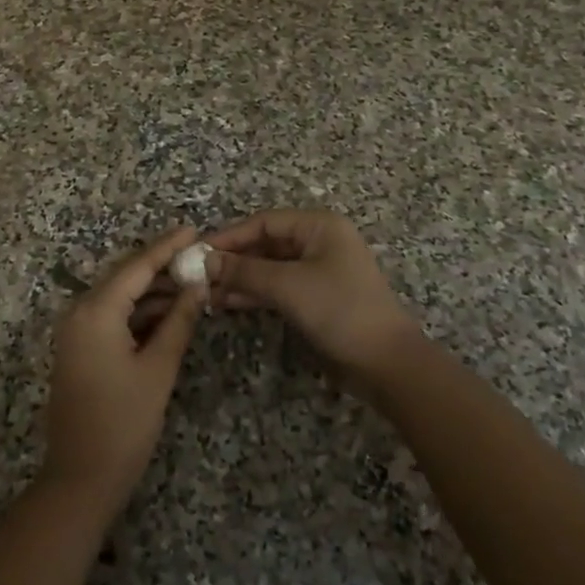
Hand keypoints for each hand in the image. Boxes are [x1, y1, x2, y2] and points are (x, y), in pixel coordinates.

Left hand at [42, 227, 204, 518]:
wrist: (80, 479)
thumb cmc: (123, 423)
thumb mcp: (158, 369)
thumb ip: (179, 321)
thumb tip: (197, 286)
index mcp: (95, 311)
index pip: (136, 267)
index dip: (167, 247)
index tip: (193, 229)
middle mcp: (79, 312)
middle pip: (125, 278)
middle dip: (162, 268)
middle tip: (198, 257)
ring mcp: (76, 332)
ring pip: (120, 299)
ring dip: (153, 293)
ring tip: (192, 283)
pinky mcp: (80, 350)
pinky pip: (112, 318)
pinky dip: (139, 314)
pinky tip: (169, 313)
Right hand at [206, 210, 421, 389]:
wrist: (386, 363)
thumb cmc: (340, 310)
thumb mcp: (288, 286)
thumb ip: (244, 271)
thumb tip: (203, 261)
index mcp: (319, 226)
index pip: (264, 222)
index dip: (230, 236)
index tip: (198, 251)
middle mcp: (318, 242)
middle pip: (265, 243)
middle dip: (232, 259)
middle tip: (197, 274)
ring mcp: (318, 270)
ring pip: (269, 267)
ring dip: (239, 278)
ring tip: (205, 291)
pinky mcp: (316, 297)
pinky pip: (278, 286)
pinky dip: (254, 292)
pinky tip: (226, 301)